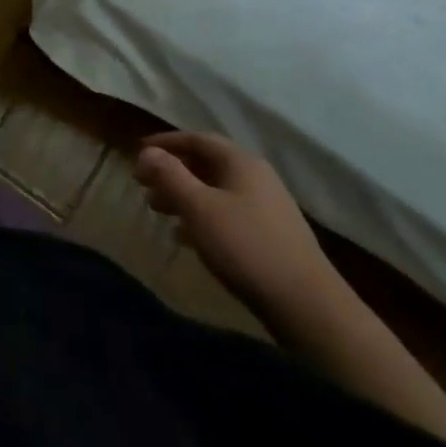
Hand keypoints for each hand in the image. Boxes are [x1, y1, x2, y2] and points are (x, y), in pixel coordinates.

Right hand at [134, 131, 338, 313]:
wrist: (308, 306)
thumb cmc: (246, 246)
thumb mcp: (198, 207)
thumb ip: (170, 175)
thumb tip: (147, 152)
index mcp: (241, 162)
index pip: (196, 139)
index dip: (165, 142)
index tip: (138, 152)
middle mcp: (256, 178)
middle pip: (206, 164)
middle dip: (172, 172)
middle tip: (144, 185)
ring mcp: (267, 208)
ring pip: (215, 191)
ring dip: (184, 196)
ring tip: (158, 210)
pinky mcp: (270, 237)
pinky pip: (227, 214)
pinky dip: (202, 217)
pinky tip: (185, 237)